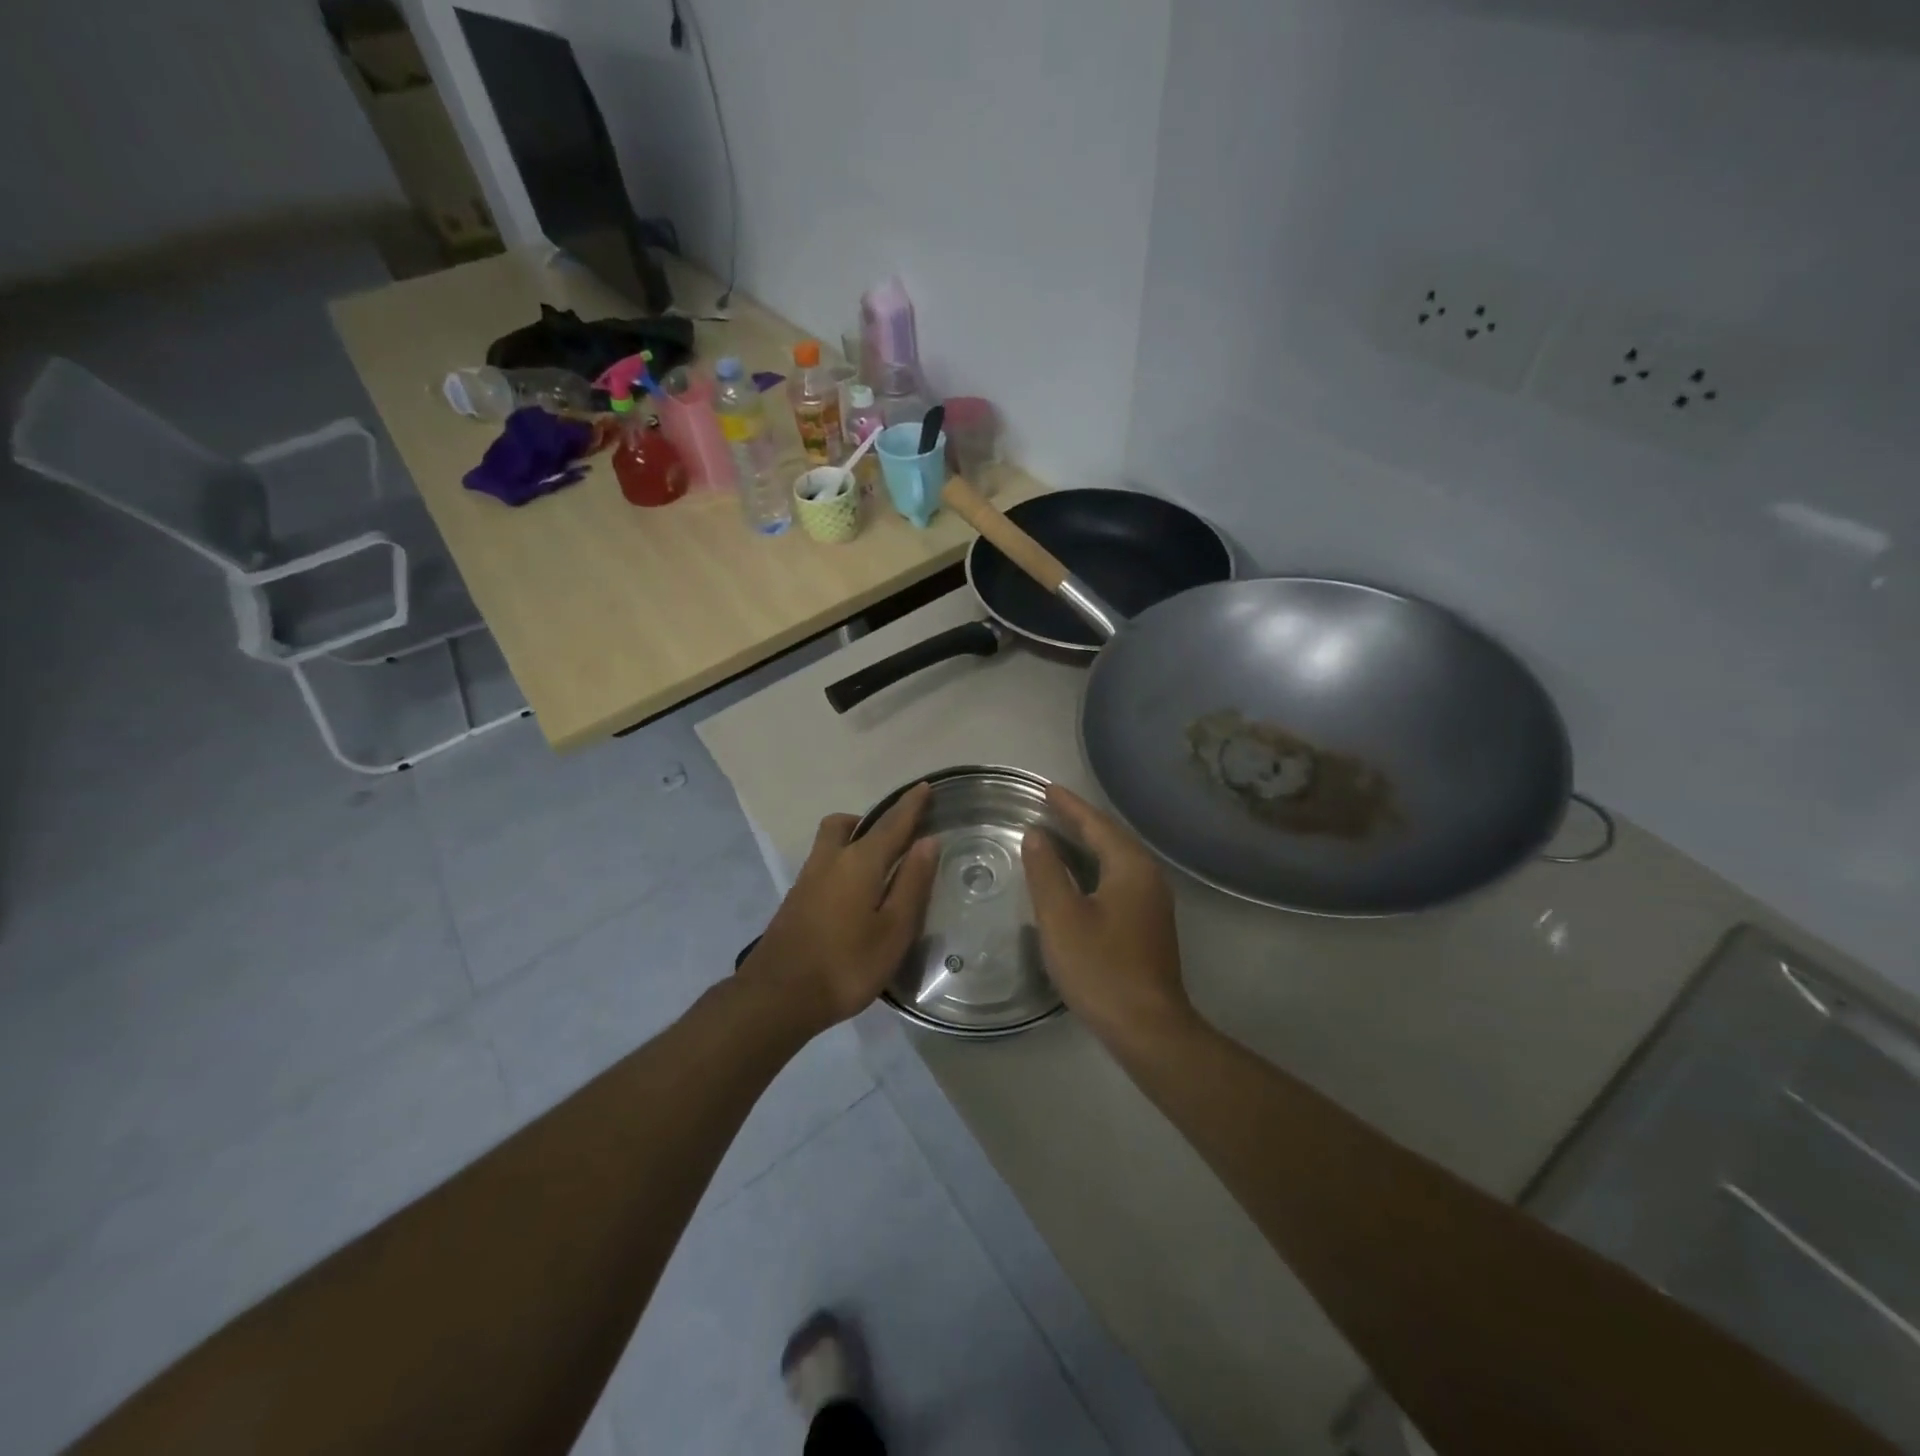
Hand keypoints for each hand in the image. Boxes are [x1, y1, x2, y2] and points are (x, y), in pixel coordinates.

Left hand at [739, 783, 938, 1034]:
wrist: (778, 997)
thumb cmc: (847, 964)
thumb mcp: (893, 930)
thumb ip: (912, 883)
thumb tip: (927, 841)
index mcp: (859, 862)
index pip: (892, 824)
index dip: (911, 806)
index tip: (924, 787)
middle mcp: (830, 860)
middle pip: (846, 824)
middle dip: (871, 820)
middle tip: (894, 837)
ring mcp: (807, 879)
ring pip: (830, 843)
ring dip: (853, 841)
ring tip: (877, 867)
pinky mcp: (795, 900)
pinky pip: (823, 865)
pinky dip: (842, 864)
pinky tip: (853, 895)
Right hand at [1021, 786, 1193, 1046]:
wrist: (1147, 1027)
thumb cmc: (1100, 968)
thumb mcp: (1061, 917)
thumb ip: (1046, 871)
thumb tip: (1036, 834)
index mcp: (1130, 867)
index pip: (1096, 823)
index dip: (1068, 805)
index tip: (1044, 788)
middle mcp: (1148, 876)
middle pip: (1110, 836)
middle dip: (1079, 819)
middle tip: (1048, 804)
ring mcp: (1152, 900)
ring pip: (1116, 858)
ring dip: (1088, 842)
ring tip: (1058, 831)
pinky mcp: (1149, 922)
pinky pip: (1119, 877)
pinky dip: (1096, 864)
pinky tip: (1078, 874)